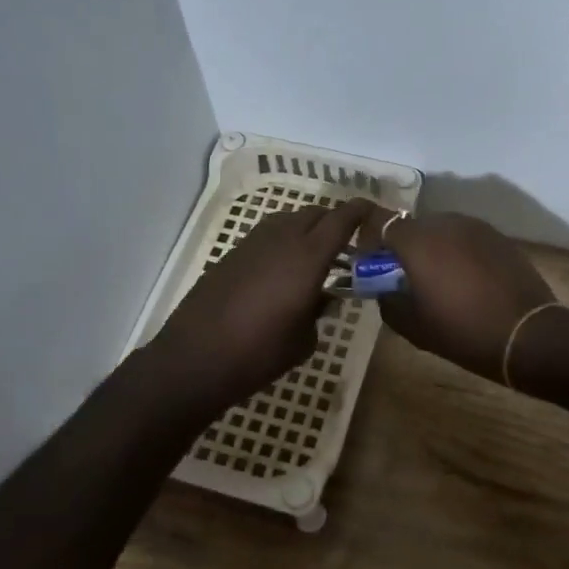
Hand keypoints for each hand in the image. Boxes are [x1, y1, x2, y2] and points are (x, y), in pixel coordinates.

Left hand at [151, 198, 371, 411]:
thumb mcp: (304, 339)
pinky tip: (283, 269)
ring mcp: (253, 243)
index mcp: (308, 257)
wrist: (195, 358)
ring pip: (289, 220)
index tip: (373, 210)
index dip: (360, 211)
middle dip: (334, 221)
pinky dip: (283, 241)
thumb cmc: (259, 353)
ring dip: (307, 229)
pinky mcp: (232, 254)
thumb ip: (319, 310)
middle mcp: (283, 239)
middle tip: (347, 242)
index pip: (341, 219)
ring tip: (315, 255)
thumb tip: (320, 298)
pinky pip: (267, 235)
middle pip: (315, 213)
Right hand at [359, 208, 554, 380]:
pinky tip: (467, 282)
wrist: (527, 335)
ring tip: (439, 282)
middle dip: (402, 248)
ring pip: (440, 231)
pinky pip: (466, 239)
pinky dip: (458, 253)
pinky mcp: (498, 237)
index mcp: (417, 241)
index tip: (372, 264)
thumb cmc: (462, 331)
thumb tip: (384, 288)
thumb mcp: (412, 326)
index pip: (379, 222)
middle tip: (405, 279)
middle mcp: (444, 223)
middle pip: (411, 227)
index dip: (370, 240)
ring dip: (432, 249)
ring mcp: (475, 227)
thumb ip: (387, 301)